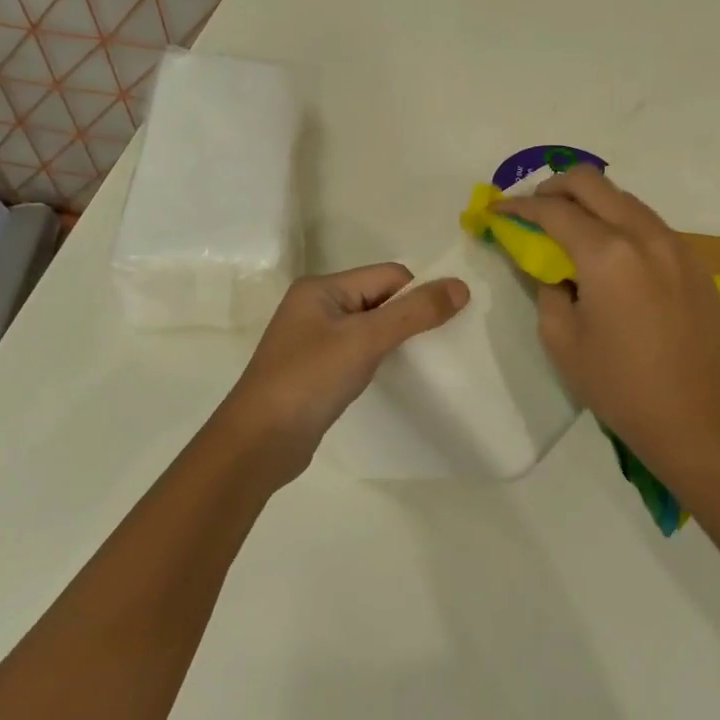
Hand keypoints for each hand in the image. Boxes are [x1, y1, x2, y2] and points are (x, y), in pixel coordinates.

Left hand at [213, 264, 469, 487]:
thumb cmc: (310, 380)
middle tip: (440, 344)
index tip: (445, 323)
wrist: (258, 443)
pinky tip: (390, 377)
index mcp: (322, 288)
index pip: (388, 276)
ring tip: (420, 362)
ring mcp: (313, 340)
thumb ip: (414, 312)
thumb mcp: (365, 340)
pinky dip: (378, 359)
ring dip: (395, 339)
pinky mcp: (316, 370)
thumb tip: (461, 286)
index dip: (418, 294)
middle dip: (409, 316)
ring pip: (370, 327)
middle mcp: (316, 306)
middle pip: (379, 298)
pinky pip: (358, 351)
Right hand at [493, 168, 719, 490]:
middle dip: (554, 187)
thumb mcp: (562, 341)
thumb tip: (552, 268)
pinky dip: (621, 224)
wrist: (700, 419)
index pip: (553, 210)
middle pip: (592, 181)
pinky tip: (611, 257)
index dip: (518, 206)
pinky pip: (649, 225)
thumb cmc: (621, 386)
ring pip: (625, 199)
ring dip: (591, 203)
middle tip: (533, 210)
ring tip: (570, 231)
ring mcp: (676, 245)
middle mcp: (644, 235)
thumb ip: (547, 290)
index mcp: (606, 253)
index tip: (497, 210)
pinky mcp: (695, 263)